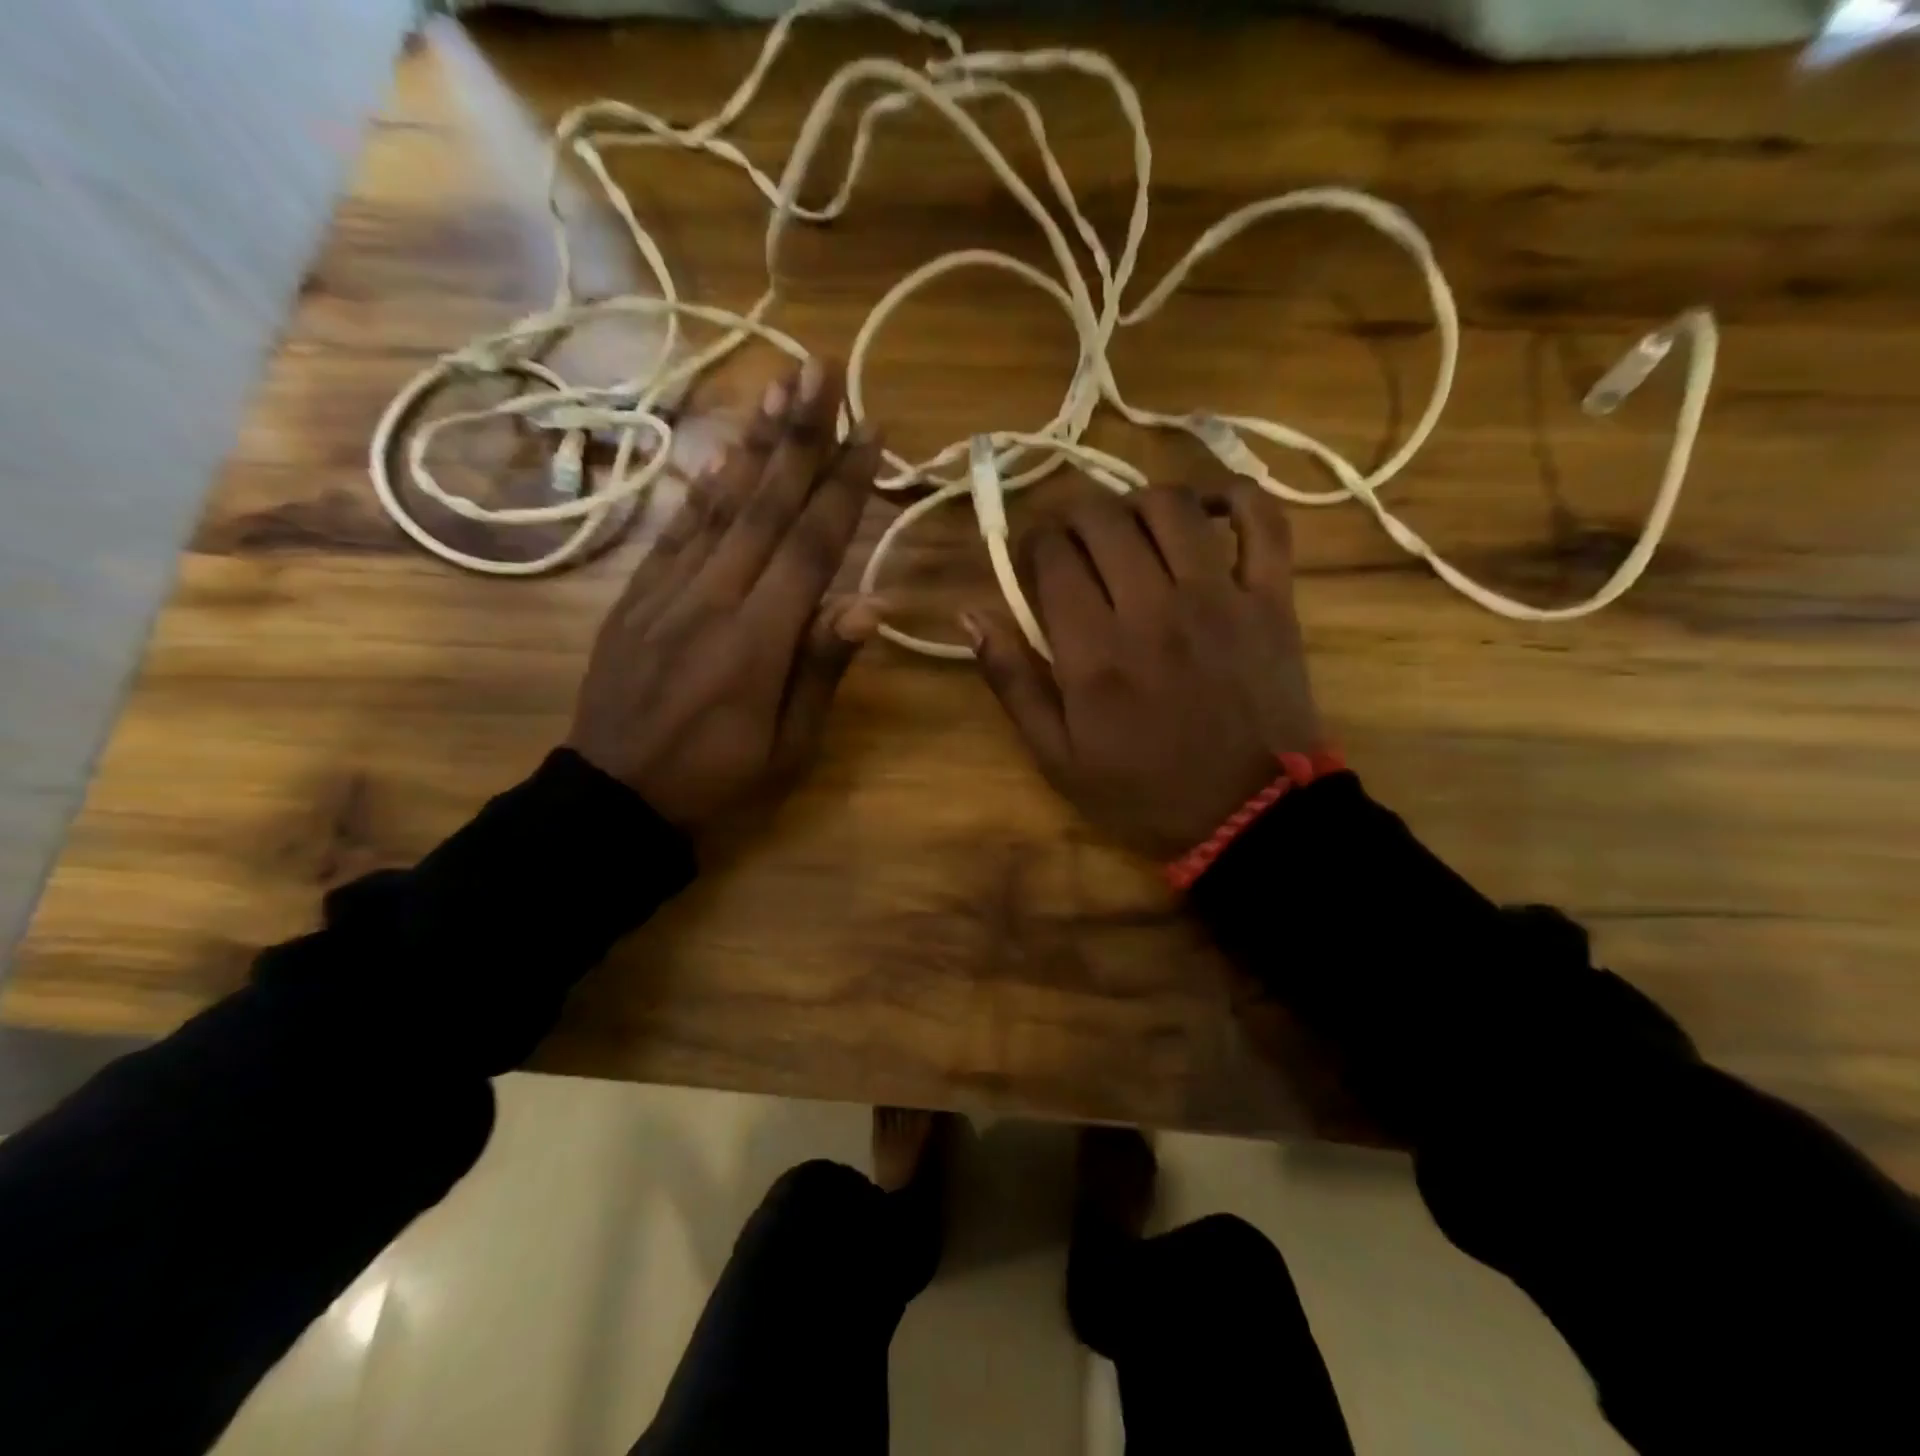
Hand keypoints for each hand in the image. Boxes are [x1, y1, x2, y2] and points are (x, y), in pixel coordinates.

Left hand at [567, 360, 881, 835]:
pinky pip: (675, 532)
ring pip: (719, 506)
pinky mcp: (635, 598)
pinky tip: (725, 456)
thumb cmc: (717, 782)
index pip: (811, 546)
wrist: (613, 800)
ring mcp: (666, 593)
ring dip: (754, 444)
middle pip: (765, 506)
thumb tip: (870, 603)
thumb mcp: (788, 747)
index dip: (844, 485)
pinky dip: (704, 489)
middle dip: (800, 435)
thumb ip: (822, 669)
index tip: (872, 430)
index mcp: (758, 641)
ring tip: (779, 387)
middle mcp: (713, 600)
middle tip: (823, 369)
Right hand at [966, 482, 1321, 861]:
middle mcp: (1153, 609)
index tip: (1031, 558)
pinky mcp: (1271, 600)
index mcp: (1094, 651)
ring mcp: (1219, 598)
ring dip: (1137, 502)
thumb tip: (970, 614)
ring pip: (1171, 506)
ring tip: (1128, 528)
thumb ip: (1012, 681)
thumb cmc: (1143, 791)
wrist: (1248, 817)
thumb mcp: (1056, 756)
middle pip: (1103, 519)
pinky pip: (1263, 521)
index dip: (1031, 543)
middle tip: (1072, 541)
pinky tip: (1208, 506)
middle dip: (1073, 516)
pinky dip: (1236, 496)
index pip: (1052, 556)